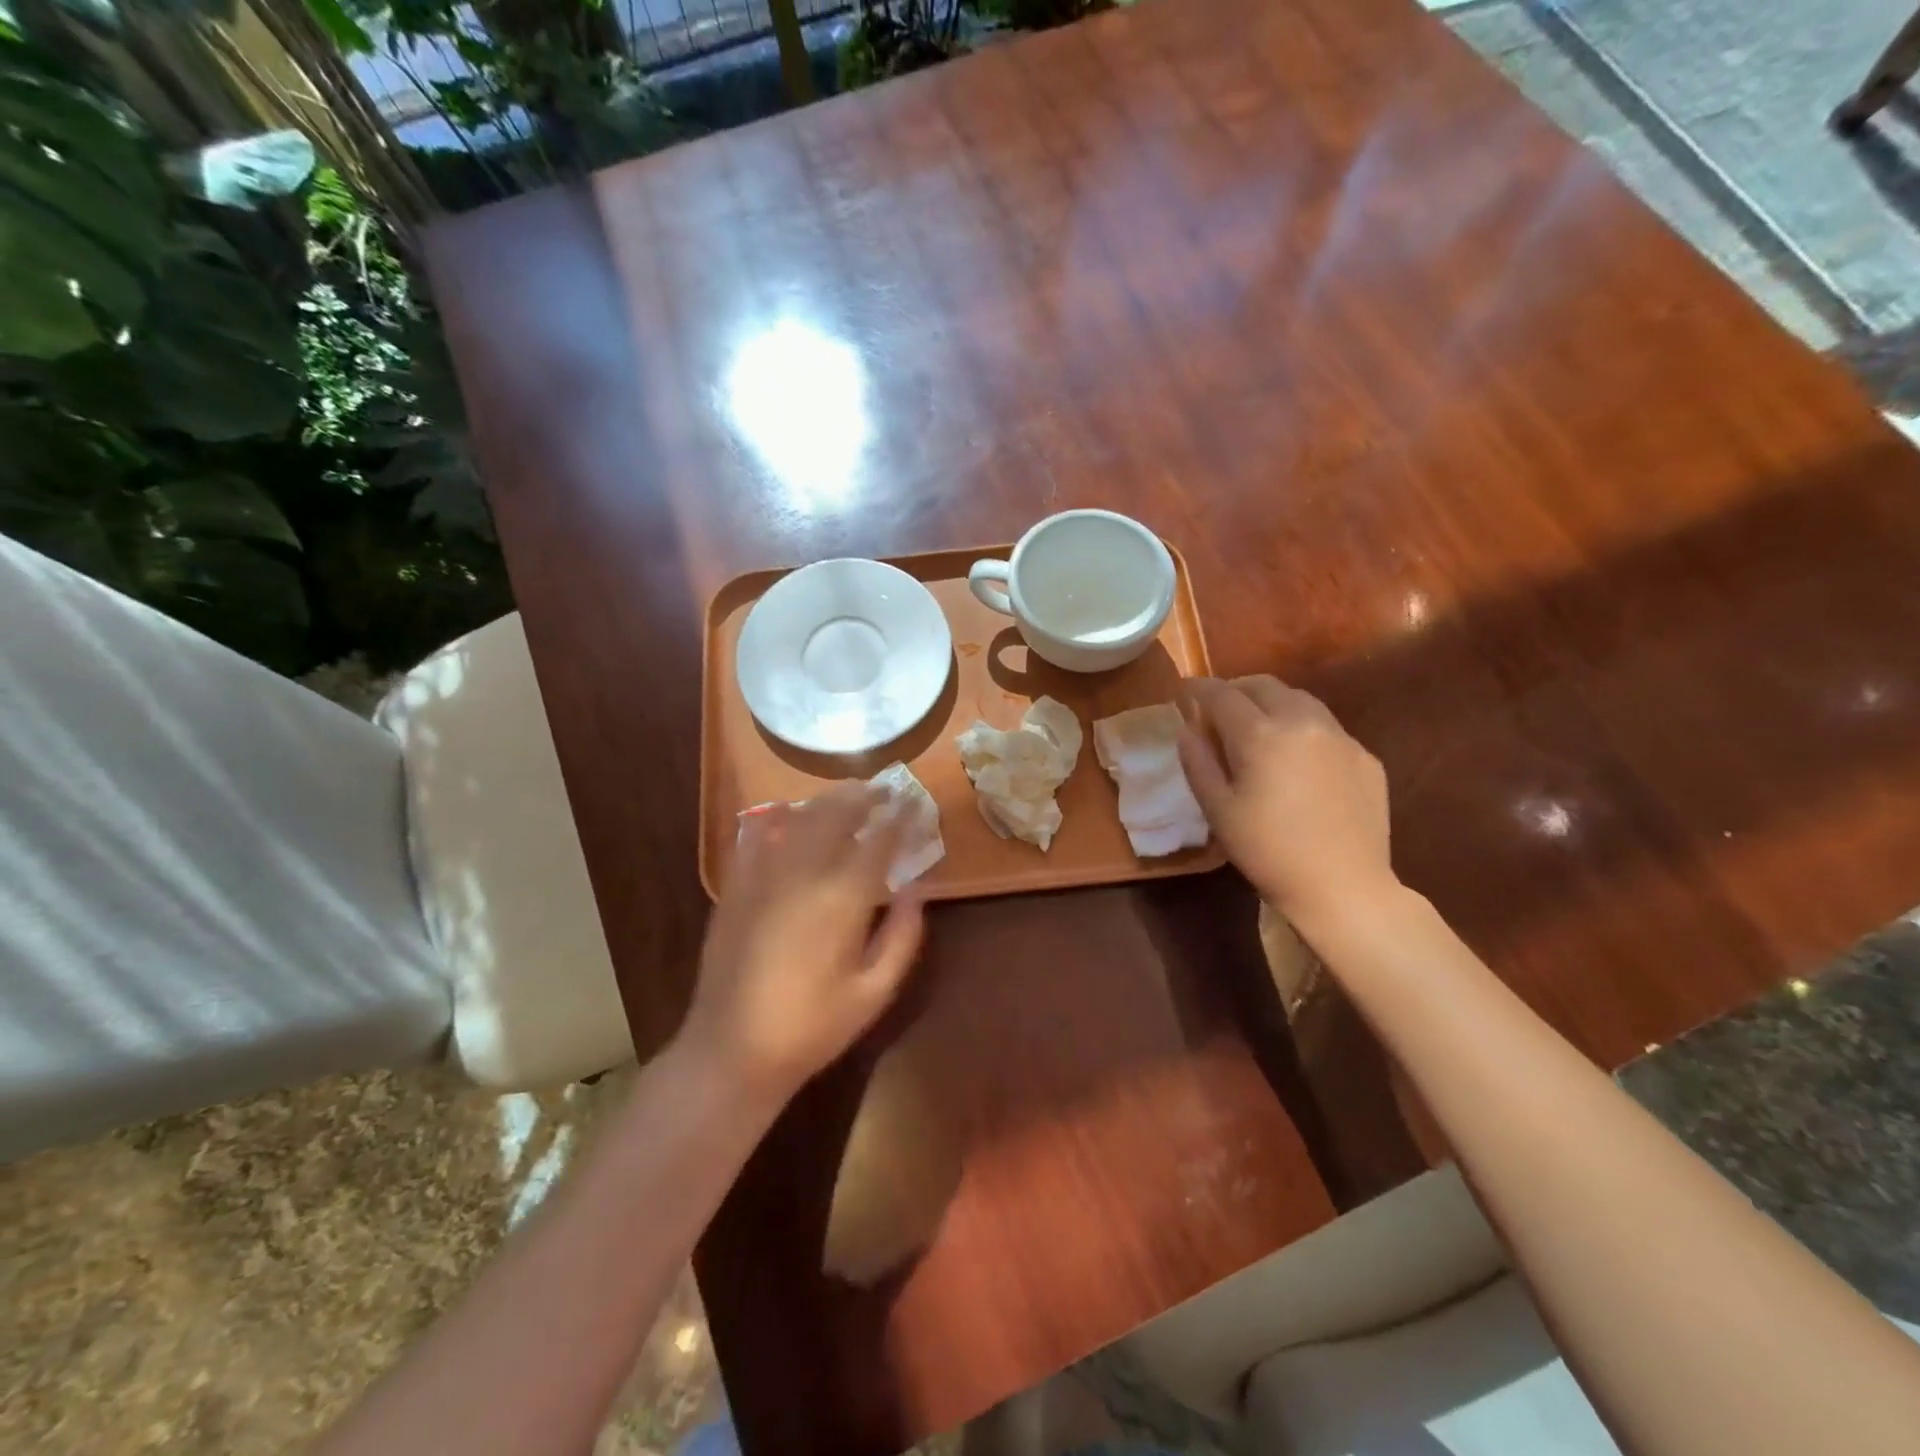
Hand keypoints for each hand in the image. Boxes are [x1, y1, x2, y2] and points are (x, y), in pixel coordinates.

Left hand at [681, 783, 924, 1103]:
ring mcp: (764, 876)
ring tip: (848, 796)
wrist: (732, 1050)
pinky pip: (759, 837)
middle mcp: (804, 873)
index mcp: (843, 897)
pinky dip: (780, 819)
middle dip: (863, 796)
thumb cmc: (813, 1026)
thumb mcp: (875, 991)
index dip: (898, 815)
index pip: (878, 839)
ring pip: (800, 818)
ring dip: (827, 801)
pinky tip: (791, 816)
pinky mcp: (736, 887)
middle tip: (883, 789)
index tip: (911, 800)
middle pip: (837, 815)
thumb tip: (917, 887)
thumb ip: (904, 934)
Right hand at [1178, 676, 1395, 925]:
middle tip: (1219, 707)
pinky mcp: (1364, 756)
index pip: (1222, 695)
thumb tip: (1187, 730)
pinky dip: (1302, 728)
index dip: (1199, 688)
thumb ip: (1198, 763)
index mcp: (1261, 735)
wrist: (1343, 887)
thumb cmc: (1267, 851)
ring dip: (1272, 702)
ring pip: (1300, 699)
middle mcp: (1303, 722)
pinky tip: (1297, 759)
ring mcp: (1340, 737)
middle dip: (1236, 689)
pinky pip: (1326, 727)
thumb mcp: (1218, 810)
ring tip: (1258, 726)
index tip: (1186, 689)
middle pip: (1264, 685)